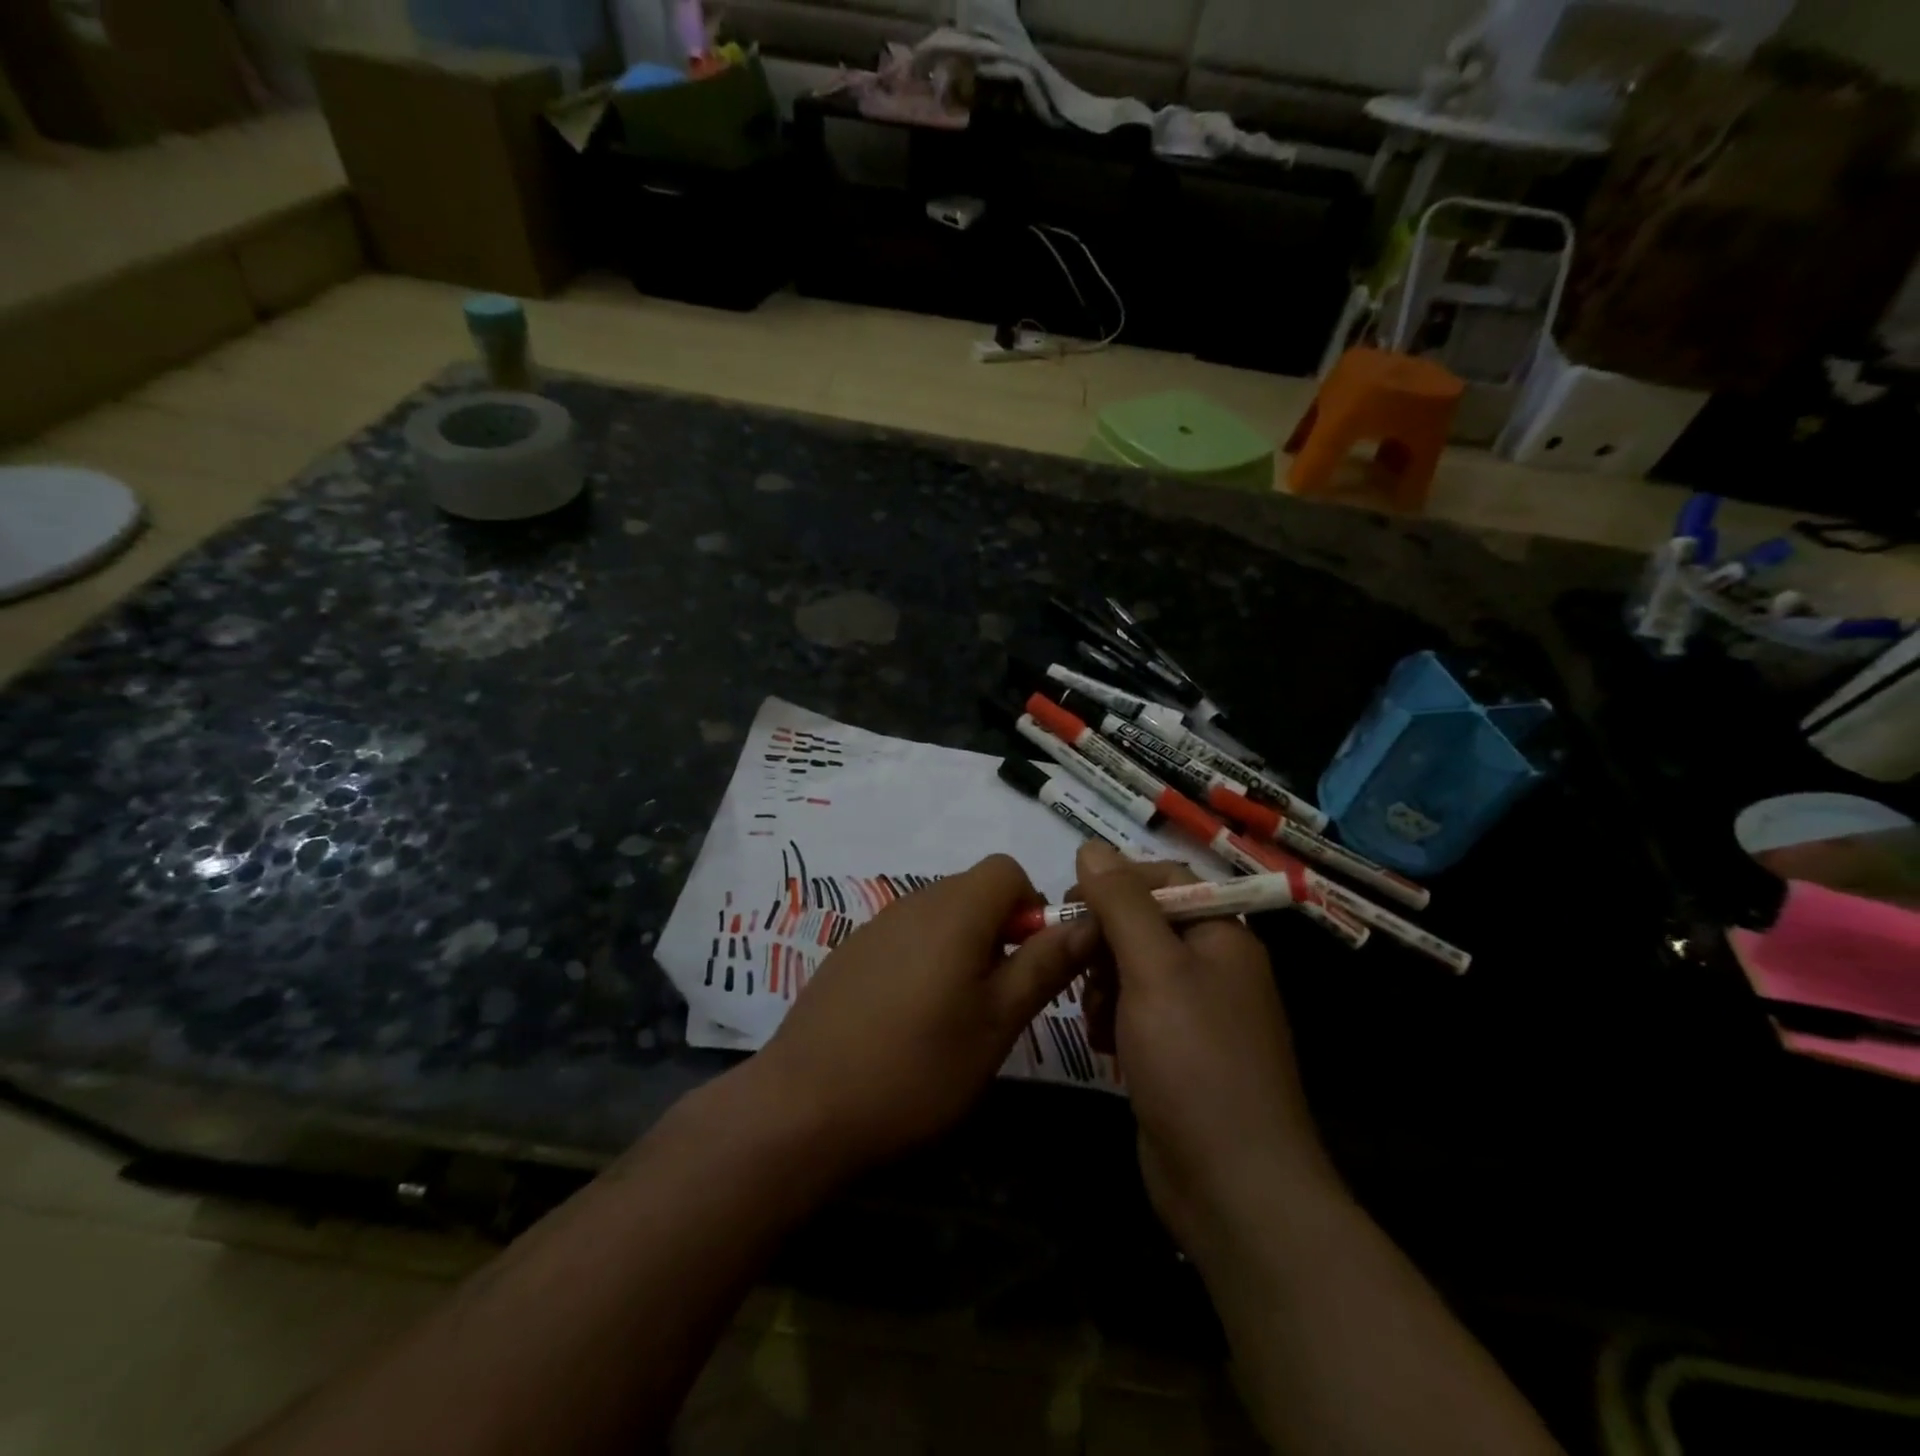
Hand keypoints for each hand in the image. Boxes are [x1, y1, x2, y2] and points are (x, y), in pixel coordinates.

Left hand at [749, 854, 1095, 1174]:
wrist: (803, 1107)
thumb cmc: (916, 1068)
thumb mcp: (996, 1023)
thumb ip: (1043, 965)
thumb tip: (1089, 922)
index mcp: (954, 910)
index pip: (1007, 869)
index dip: (1031, 906)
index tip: (1029, 962)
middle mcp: (913, 902)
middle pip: (973, 890)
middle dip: (1000, 930)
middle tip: (998, 999)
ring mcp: (875, 926)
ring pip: (939, 915)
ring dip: (963, 948)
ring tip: (955, 1015)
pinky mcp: (850, 952)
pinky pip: (905, 936)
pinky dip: (925, 960)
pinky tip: (908, 1020)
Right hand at [1071, 843, 1338, 1263]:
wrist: (1235, 1189)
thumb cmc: (1195, 1063)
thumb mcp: (1153, 970)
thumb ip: (1121, 904)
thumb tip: (1091, 845)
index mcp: (1222, 936)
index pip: (1166, 881)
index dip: (1116, 884)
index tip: (1070, 902)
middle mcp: (1215, 968)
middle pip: (1145, 925)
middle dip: (1104, 942)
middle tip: (1073, 966)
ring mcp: (1198, 1015)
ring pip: (1133, 970)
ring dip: (1102, 983)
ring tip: (1092, 1015)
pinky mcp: (1179, 1055)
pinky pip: (1135, 1013)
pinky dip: (1112, 1019)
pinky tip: (1101, 1044)